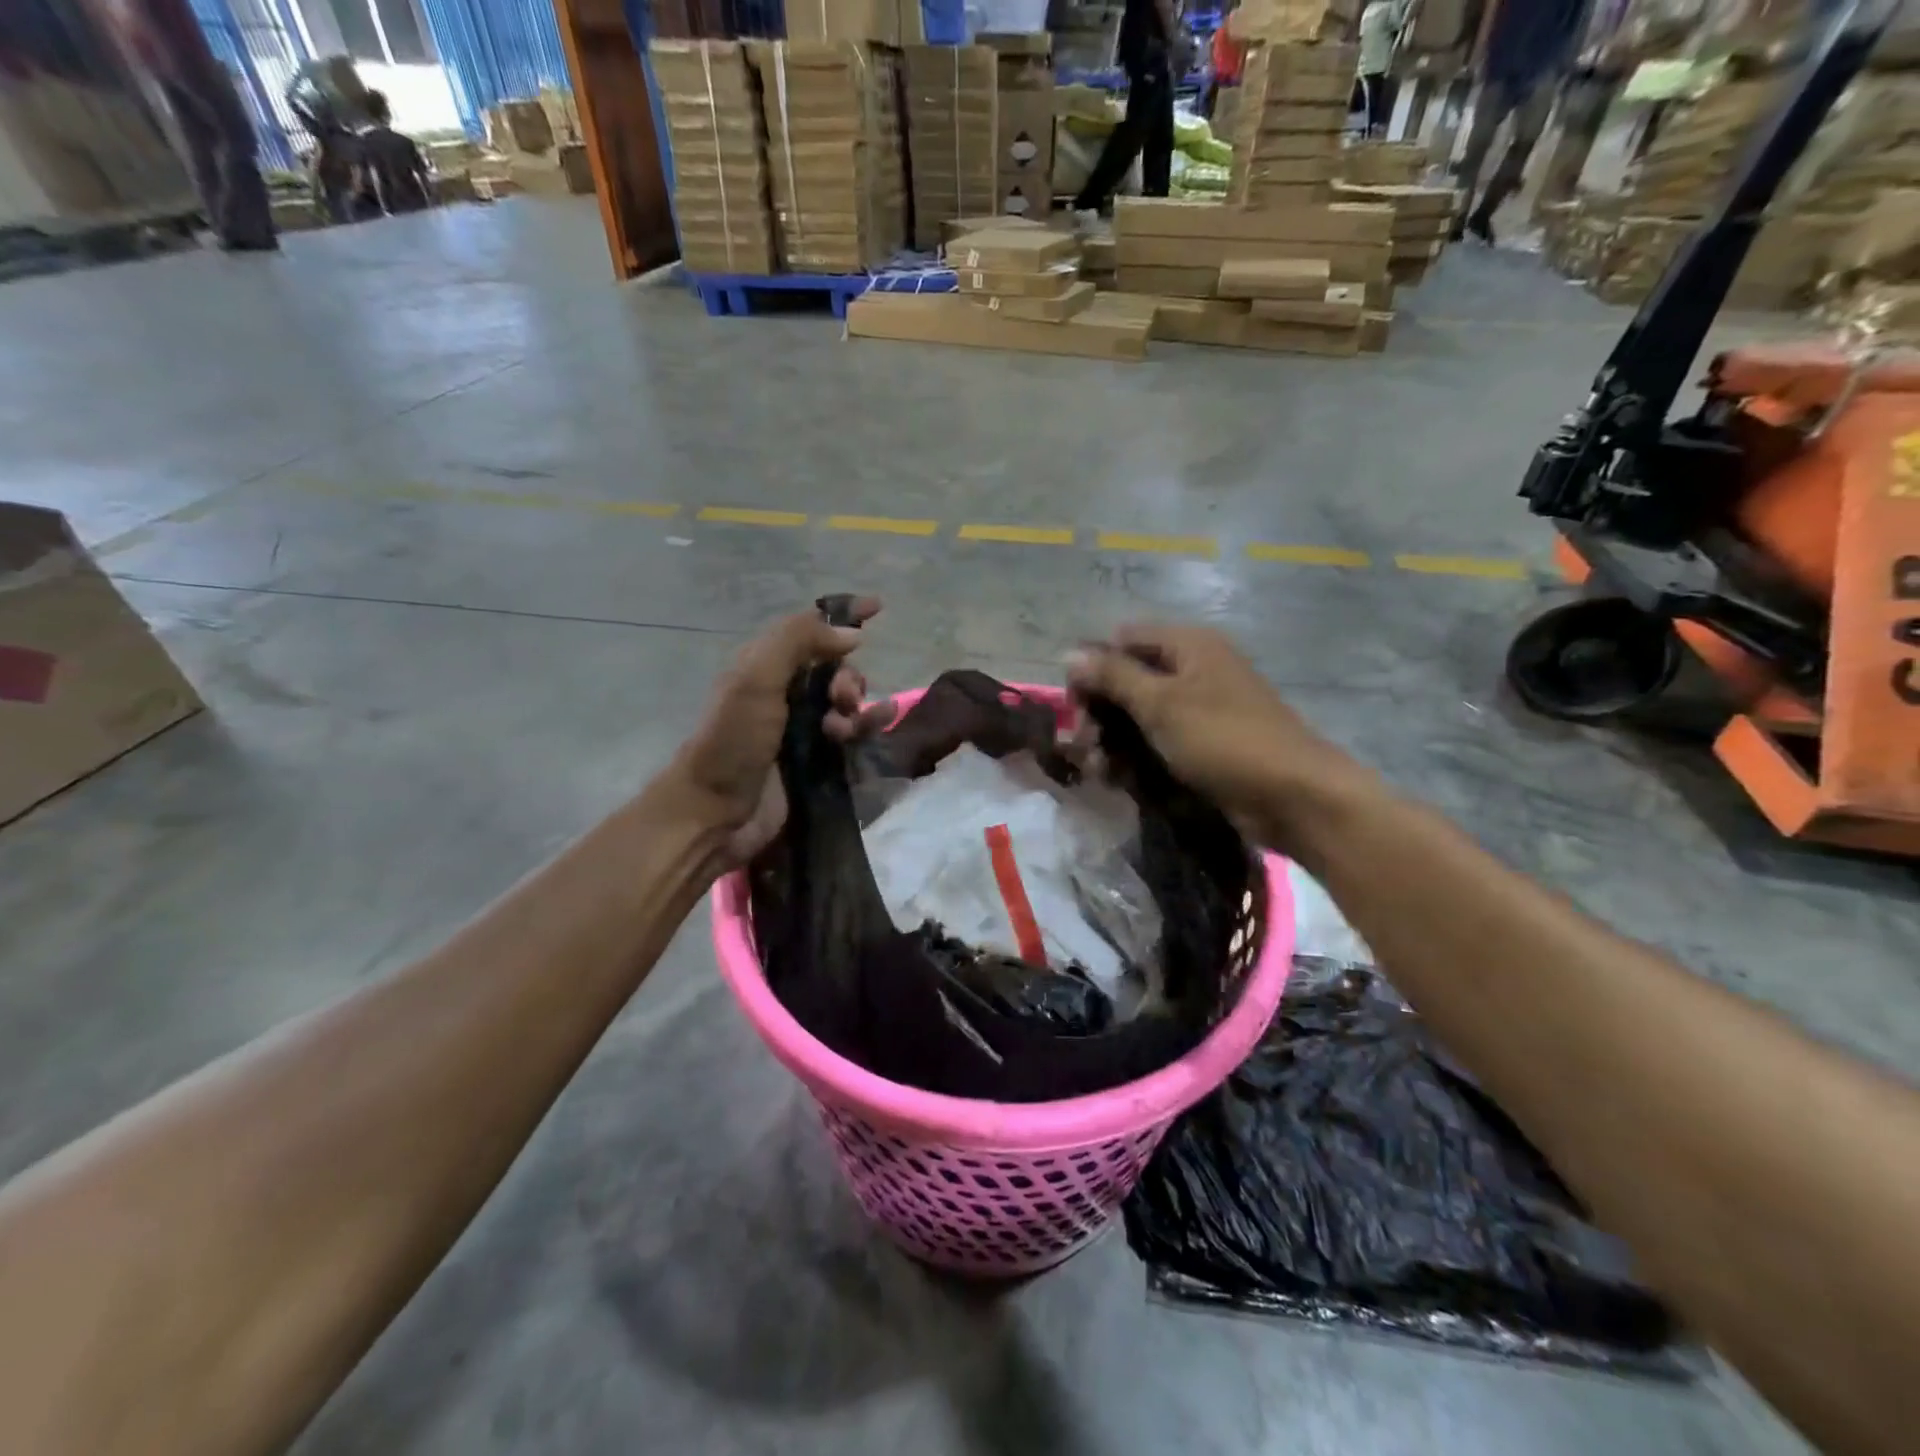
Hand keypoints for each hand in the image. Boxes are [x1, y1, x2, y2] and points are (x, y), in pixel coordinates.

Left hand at [671, 598, 893, 866]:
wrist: (717, 812)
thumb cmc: (733, 740)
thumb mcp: (756, 678)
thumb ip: (799, 642)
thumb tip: (851, 633)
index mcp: (766, 665)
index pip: (809, 629)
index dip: (841, 616)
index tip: (877, 608)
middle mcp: (786, 691)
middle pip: (836, 668)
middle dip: (848, 678)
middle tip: (841, 699)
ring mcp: (803, 727)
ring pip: (848, 702)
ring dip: (858, 707)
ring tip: (847, 727)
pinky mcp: (819, 759)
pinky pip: (853, 733)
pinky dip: (865, 728)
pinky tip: (870, 732)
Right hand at [1065, 623, 1366, 845]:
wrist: (1293, 795)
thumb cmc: (1223, 739)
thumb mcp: (1161, 703)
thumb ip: (1113, 676)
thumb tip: (1069, 653)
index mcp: (1188, 645)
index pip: (1122, 640)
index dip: (1093, 667)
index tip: (1075, 705)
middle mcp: (1194, 669)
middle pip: (1128, 679)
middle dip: (1100, 713)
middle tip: (1083, 747)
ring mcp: (1201, 708)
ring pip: (1140, 716)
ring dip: (1112, 741)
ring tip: (1099, 772)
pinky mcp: (1205, 744)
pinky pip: (1159, 741)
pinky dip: (1136, 757)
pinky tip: (1119, 781)